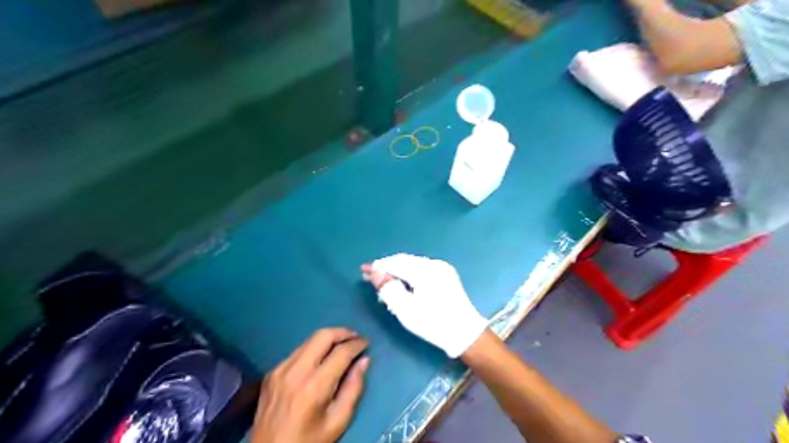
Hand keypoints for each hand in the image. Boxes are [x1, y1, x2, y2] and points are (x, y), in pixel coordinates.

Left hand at [251, 327, 371, 442]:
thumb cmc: (308, 440)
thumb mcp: (338, 422)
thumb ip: (353, 389)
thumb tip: (364, 361)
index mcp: (314, 386)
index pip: (341, 353)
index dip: (357, 344)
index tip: (366, 343)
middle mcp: (296, 371)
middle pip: (322, 336)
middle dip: (342, 332)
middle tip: (355, 337)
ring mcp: (280, 369)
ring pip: (309, 340)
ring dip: (328, 338)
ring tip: (341, 344)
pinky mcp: (272, 372)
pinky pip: (297, 351)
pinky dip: (313, 349)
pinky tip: (320, 359)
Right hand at [361, 255, 486, 357]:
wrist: (465, 334)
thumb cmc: (433, 323)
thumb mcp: (406, 310)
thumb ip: (389, 288)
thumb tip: (375, 272)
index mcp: (425, 270)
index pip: (396, 263)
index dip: (378, 266)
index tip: (363, 270)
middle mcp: (434, 264)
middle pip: (405, 261)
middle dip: (387, 268)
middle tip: (371, 278)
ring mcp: (443, 268)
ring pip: (413, 264)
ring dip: (398, 271)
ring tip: (384, 283)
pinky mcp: (446, 275)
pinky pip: (422, 269)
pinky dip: (409, 274)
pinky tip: (403, 284)